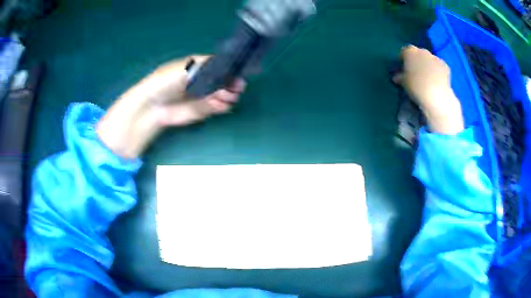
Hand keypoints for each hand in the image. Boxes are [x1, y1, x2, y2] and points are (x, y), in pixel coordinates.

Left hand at [97, 55, 245, 158]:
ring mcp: (202, 95)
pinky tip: (223, 106)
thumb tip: (226, 70)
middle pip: (223, 80)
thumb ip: (207, 67)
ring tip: (228, 98)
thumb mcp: (185, 69)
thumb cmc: (166, 81)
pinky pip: (216, 107)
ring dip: (228, 96)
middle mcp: (202, 79)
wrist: (152, 106)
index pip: (218, 65)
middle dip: (231, 84)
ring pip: (222, 94)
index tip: (238, 73)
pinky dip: (221, 107)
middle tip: (236, 89)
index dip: (229, 69)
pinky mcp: (201, 110)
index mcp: (197, 66)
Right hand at [393, 45, 463, 134]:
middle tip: (416, 74)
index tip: (403, 68)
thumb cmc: (416, 87)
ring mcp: (435, 57)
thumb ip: (400, 77)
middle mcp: (422, 51)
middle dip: (416, 61)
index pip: (404, 51)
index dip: (403, 59)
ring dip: (427, 66)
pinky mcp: (445, 66)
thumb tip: (396, 77)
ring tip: (427, 79)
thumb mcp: (403, 83)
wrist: (437, 96)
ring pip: (429, 59)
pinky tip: (436, 81)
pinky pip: (438, 66)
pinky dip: (437, 71)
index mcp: (410, 52)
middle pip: (418, 54)